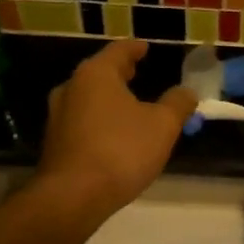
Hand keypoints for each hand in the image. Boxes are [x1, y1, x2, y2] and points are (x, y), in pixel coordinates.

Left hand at [35, 40, 197, 223]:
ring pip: (89, 98)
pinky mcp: (55, 143)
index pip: (119, 51)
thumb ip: (178, 104)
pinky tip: (114, 134)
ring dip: (109, 99)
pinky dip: (100, 120)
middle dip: (120, 73)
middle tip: (137, 72)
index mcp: (96, 74)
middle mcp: (71, 88)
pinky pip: (83, 122)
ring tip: (129, 105)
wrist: (73, 196)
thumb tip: (188, 92)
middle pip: (100, 73)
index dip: (136, 48)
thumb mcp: (162, 126)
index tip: (146, 47)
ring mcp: (58, 116)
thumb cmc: (121, 150)